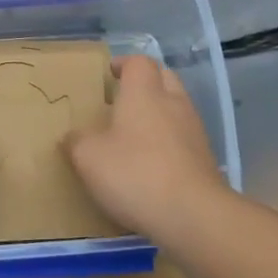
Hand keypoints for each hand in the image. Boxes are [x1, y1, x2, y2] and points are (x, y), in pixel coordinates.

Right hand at [65, 55, 230, 239]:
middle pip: (164, 77)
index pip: (138, 62)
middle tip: (122, 99)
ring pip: (177, 107)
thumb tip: (72, 136)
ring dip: (159, 112)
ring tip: (135, 133)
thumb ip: (77, 142)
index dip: (123, 64)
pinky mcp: (205, 158)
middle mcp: (173, 103)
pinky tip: (153, 163)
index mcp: (144, 94)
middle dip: (145, 83)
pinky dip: (170, 140)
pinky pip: (184, 137)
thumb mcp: (89, 158)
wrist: (192, 214)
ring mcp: (194, 131)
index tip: (109, 75)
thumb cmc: (134, 173)